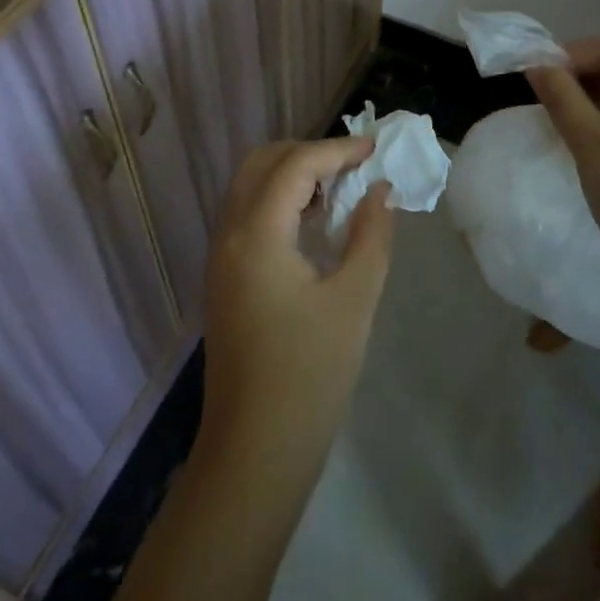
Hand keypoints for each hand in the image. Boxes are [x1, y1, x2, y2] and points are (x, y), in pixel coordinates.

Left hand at [200, 138, 394, 466]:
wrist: (255, 451)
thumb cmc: (310, 374)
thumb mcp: (354, 300)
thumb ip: (371, 236)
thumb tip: (379, 191)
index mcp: (256, 233)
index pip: (295, 165)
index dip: (337, 150)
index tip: (376, 149)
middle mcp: (228, 233)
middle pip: (261, 163)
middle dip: (308, 153)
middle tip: (353, 165)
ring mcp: (220, 256)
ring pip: (249, 187)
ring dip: (291, 175)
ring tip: (339, 190)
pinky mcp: (223, 278)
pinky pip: (247, 215)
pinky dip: (278, 201)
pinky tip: (314, 224)